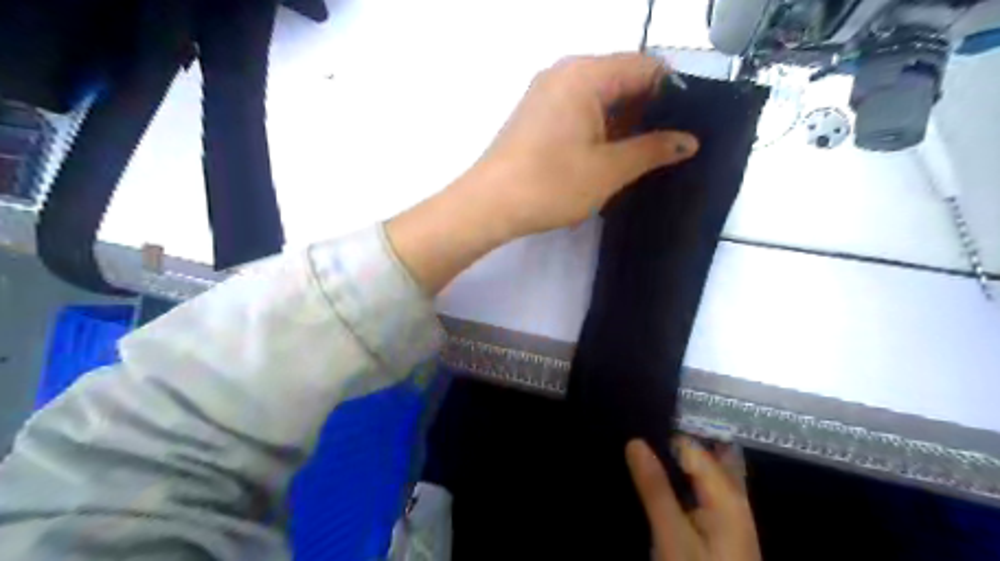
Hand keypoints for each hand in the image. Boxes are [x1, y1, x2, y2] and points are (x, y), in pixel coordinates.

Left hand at [387, 55, 696, 295]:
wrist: (488, 205)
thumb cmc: (550, 184)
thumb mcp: (609, 169)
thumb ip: (652, 150)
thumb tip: (688, 141)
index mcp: (585, 75)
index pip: (646, 67)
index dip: (673, 93)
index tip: (687, 126)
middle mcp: (564, 73)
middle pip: (621, 79)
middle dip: (647, 111)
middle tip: (667, 147)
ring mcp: (546, 94)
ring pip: (600, 98)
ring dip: (623, 124)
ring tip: (641, 157)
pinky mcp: (536, 115)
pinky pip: (579, 111)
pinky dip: (599, 129)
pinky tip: (609, 156)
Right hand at [627, 439, 762, 560]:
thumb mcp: (672, 538)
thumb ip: (655, 488)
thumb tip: (635, 441)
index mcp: (727, 495)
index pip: (691, 446)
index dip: (660, 435)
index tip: (630, 427)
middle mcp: (731, 498)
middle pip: (700, 457)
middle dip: (668, 446)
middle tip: (631, 441)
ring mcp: (725, 515)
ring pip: (696, 475)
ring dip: (670, 465)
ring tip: (634, 456)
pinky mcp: (715, 530)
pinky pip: (694, 493)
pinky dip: (674, 485)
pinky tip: (651, 485)